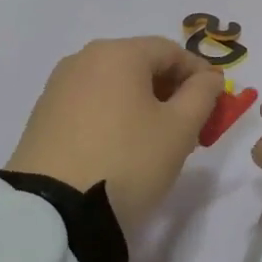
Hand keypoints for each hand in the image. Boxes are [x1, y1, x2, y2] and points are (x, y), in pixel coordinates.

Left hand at [5, 37, 222, 234]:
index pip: (171, 51)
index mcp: (118, 53)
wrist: (54, 211)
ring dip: (145, 104)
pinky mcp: (43, 116)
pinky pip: (93, 104)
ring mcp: (58, 87)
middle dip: (172, 90)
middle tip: (192, 124)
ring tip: (160, 139)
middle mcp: (84, 59)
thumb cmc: (128, 160)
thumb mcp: (180, 129)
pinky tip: (125, 146)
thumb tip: (209, 78)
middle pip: (141, 64)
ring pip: (116, 85)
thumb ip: (202, 95)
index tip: (217, 102)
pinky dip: (116, 115)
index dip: (200, 74)